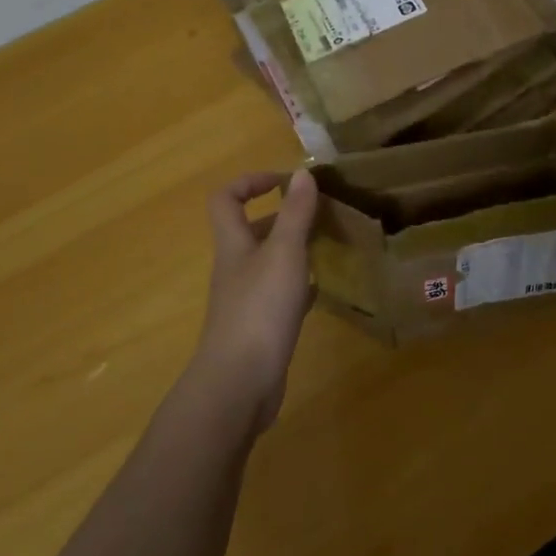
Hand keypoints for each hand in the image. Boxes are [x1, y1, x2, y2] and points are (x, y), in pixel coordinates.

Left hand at [193, 168, 318, 432]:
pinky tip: (324, 287)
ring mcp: (246, 299)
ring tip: (329, 244)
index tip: (286, 180)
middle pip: (250, 230)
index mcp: (234, 244)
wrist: (239, 384)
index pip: (226, 199)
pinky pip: (280, 294)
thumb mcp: (284, 253)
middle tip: (321, 213)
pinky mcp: (260, 326)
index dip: (251, 181)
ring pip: (269, 261)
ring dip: (295, 249)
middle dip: (283, 216)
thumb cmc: (260, 309)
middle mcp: (236, 268)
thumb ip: (295, 213)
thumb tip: (301, 172)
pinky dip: (300, 284)